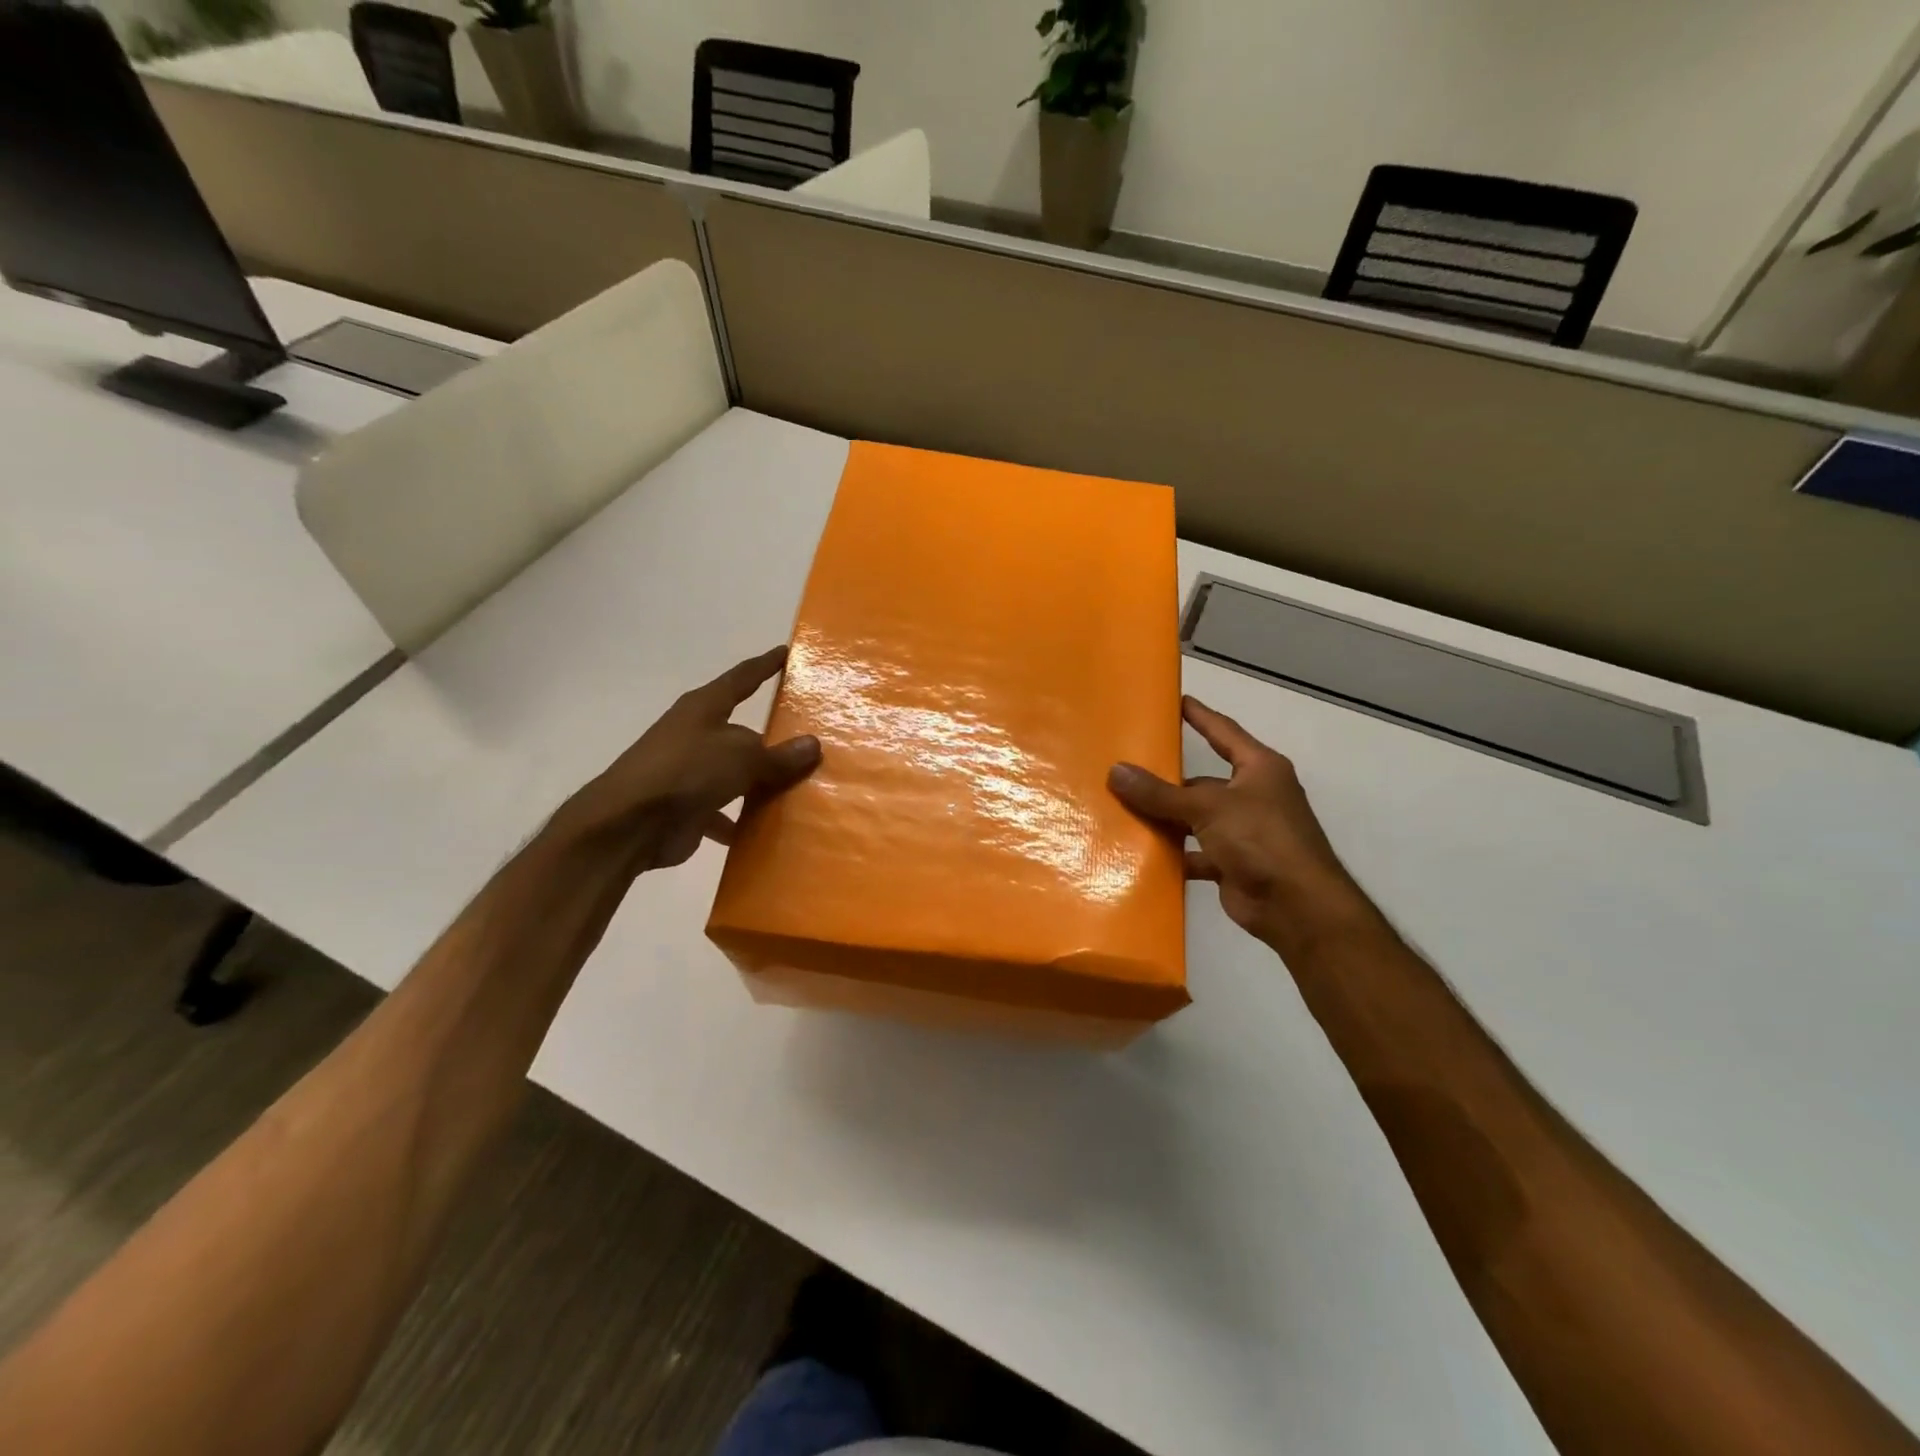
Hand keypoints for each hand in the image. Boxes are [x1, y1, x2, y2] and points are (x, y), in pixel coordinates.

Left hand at [553, 646, 820, 871]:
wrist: (628, 824)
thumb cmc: (686, 772)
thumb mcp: (741, 758)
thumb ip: (778, 755)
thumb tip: (813, 745)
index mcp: (704, 708)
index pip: (742, 678)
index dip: (765, 665)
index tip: (786, 652)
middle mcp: (696, 734)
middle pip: (742, 732)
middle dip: (772, 740)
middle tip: (812, 742)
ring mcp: (689, 772)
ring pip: (735, 773)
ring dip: (759, 783)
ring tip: (800, 790)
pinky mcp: (686, 807)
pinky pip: (724, 811)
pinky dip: (741, 820)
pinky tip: (767, 832)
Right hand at [1109, 696, 1371, 949]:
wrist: (1297, 908)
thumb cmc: (1262, 839)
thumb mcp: (1208, 807)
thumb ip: (1160, 793)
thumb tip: (1115, 771)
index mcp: (1259, 769)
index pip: (1223, 731)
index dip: (1200, 715)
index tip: (1174, 701)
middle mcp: (1253, 796)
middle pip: (1202, 781)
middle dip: (1167, 779)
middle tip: (1125, 767)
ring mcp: (1243, 832)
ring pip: (1195, 818)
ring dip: (1166, 818)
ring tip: (1121, 809)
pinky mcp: (1232, 864)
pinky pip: (1194, 852)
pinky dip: (1172, 854)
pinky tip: (1139, 852)